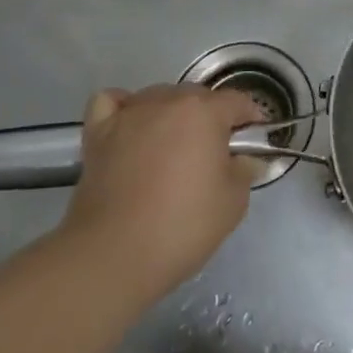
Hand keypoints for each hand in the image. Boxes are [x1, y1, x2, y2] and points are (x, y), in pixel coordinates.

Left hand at [57, 84, 262, 301]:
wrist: (113, 255)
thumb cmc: (182, 225)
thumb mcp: (233, 202)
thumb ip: (244, 170)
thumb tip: (244, 159)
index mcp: (205, 112)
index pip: (237, 101)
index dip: (251, 118)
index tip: (254, 139)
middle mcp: (167, 101)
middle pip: (197, 97)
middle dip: (211, 118)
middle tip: (213, 154)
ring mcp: (129, 114)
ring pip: (159, 97)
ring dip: (171, 114)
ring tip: (171, 148)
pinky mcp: (98, 132)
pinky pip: (113, 103)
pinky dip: (124, 108)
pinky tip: (131, 127)